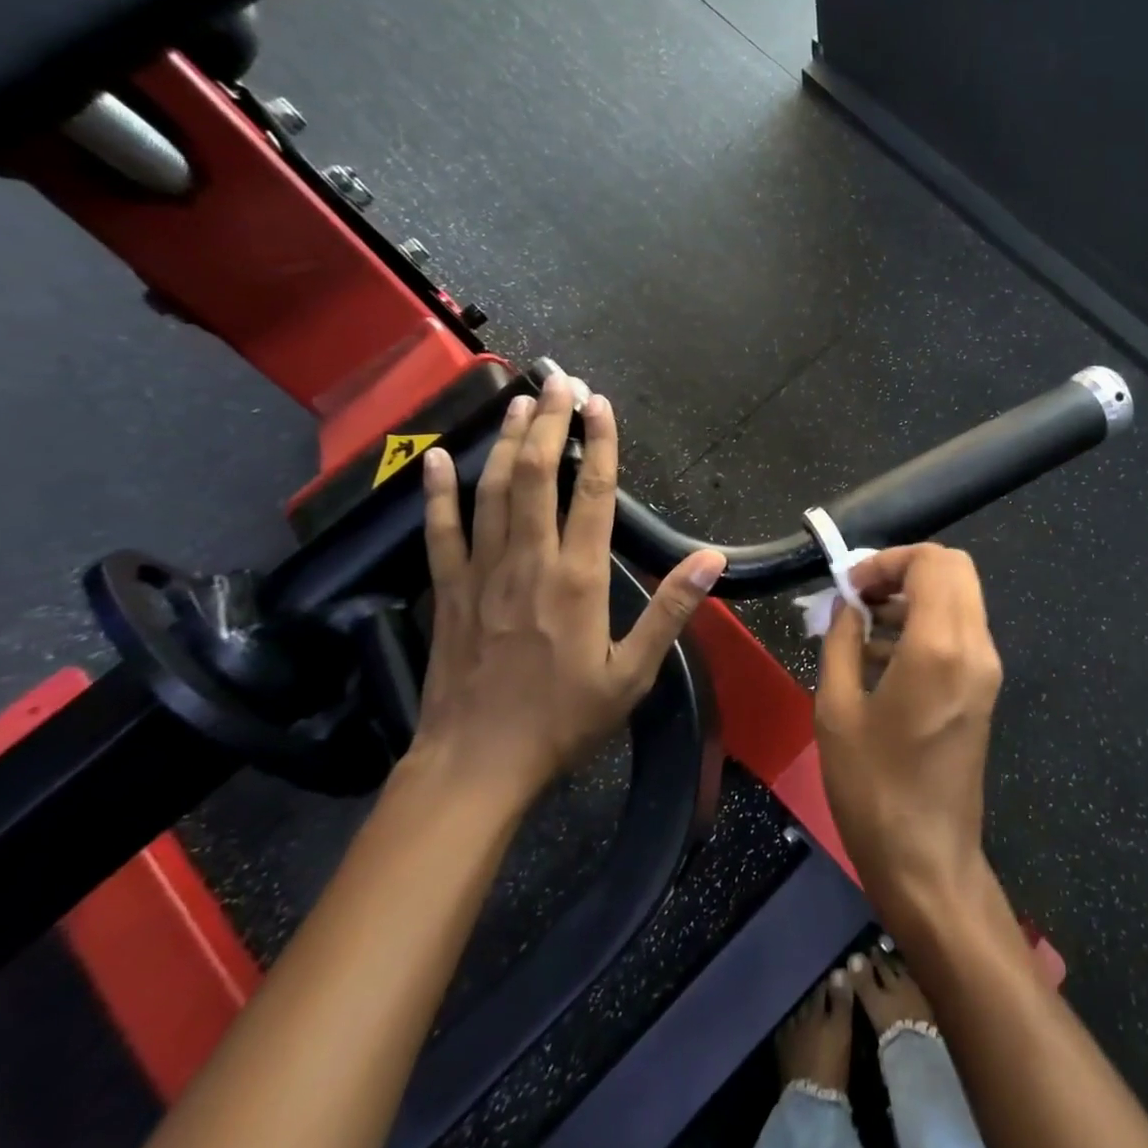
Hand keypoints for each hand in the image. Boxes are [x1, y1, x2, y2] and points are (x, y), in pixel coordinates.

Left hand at [414, 379, 725, 808]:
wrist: (476, 765)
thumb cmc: (563, 720)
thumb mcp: (631, 673)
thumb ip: (670, 610)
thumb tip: (710, 559)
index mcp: (578, 579)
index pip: (592, 494)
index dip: (599, 444)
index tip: (602, 405)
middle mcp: (529, 561)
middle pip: (536, 476)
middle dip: (551, 424)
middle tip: (561, 382)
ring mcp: (481, 573)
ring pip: (493, 491)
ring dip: (507, 442)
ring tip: (521, 401)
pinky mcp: (447, 591)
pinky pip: (441, 531)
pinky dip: (439, 492)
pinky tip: (437, 458)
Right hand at [815, 544, 1002, 922]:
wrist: (927, 861)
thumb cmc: (873, 789)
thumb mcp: (836, 710)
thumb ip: (841, 640)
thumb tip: (847, 602)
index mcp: (939, 647)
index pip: (932, 562)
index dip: (888, 560)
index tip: (850, 585)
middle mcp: (975, 647)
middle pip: (954, 569)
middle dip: (904, 569)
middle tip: (859, 595)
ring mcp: (986, 669)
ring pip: (960, 597)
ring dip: (914, 595)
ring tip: (862, 624)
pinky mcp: (985, 689)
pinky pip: (960, 630)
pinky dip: (926, 623)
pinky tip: (881, 655)